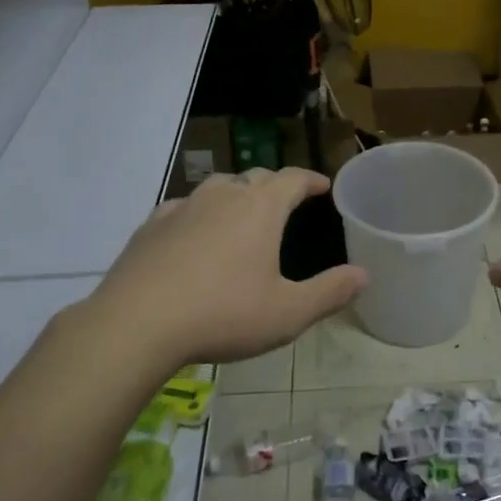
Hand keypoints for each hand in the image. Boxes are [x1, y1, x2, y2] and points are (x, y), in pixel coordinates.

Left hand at [89, 168, 366, 368]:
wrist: (136, 324)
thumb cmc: (223, 315)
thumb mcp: (287, 313)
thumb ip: (330, 293)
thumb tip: (364, 275)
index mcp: (260, 208)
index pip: (292, 179)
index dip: (310, 180)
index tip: (322, 186)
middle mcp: (223, 196)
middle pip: (255, 177)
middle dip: (275, 186)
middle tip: (286, 202)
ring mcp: (183, 207)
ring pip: (217, 188)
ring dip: (236, 195)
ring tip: (242, 216)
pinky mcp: (151, 225)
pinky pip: (184, 208)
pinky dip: (199, 214)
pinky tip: (194, 235)